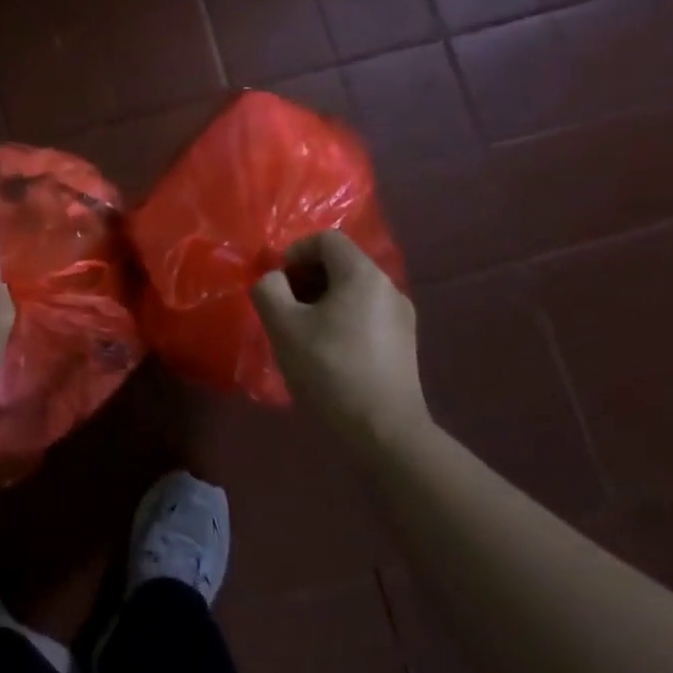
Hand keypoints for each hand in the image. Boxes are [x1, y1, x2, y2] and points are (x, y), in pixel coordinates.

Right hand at [252, 230, 426, 447]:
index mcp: (362, 275)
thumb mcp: (283, 326)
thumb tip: (273, 279)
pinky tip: (327, 353)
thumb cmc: (330, 370)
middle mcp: (388, 287)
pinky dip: (342, 319)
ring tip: (302, 333)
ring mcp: (401, 317)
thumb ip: (268, 289)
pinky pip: (366, 314)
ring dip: (322, 301)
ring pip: (353, 291)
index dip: (295, 252)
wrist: (385, 432)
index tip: (278, 283)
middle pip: (340, 264)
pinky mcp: (404, 345)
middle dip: (306, 278)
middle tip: (284, 307)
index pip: (325, 239)